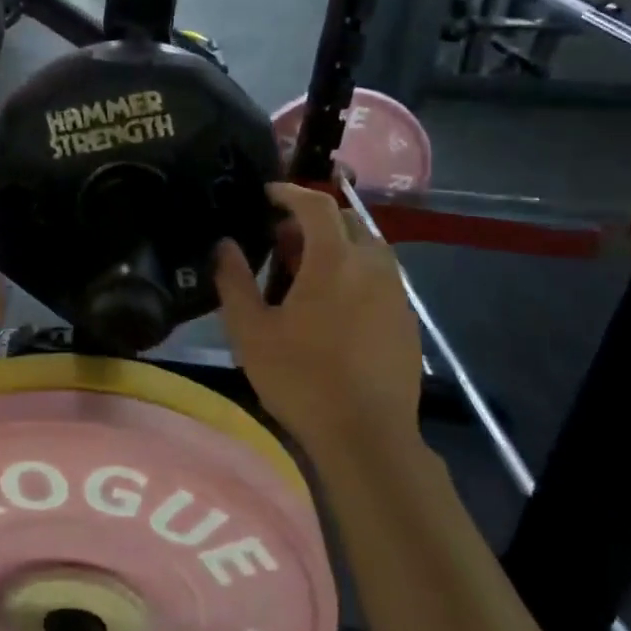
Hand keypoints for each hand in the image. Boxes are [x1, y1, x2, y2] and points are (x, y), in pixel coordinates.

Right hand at [213, 182, 421, 455]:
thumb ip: (234, 280)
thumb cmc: (301, 378)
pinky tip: (332, 306)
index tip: (267, 194)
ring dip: (336, 246)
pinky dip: (354, 272)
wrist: (366, 436)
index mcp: (334, 261)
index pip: (316, 205)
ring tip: (305, 273)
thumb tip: (224, 244)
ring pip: (367, 248)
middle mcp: (372, 266)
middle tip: (281, 240)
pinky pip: (379, 276)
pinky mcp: (406, 320)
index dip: (290, 193)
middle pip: (347, 221)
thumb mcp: (250, 330)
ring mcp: (395, 294)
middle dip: (313, 220)